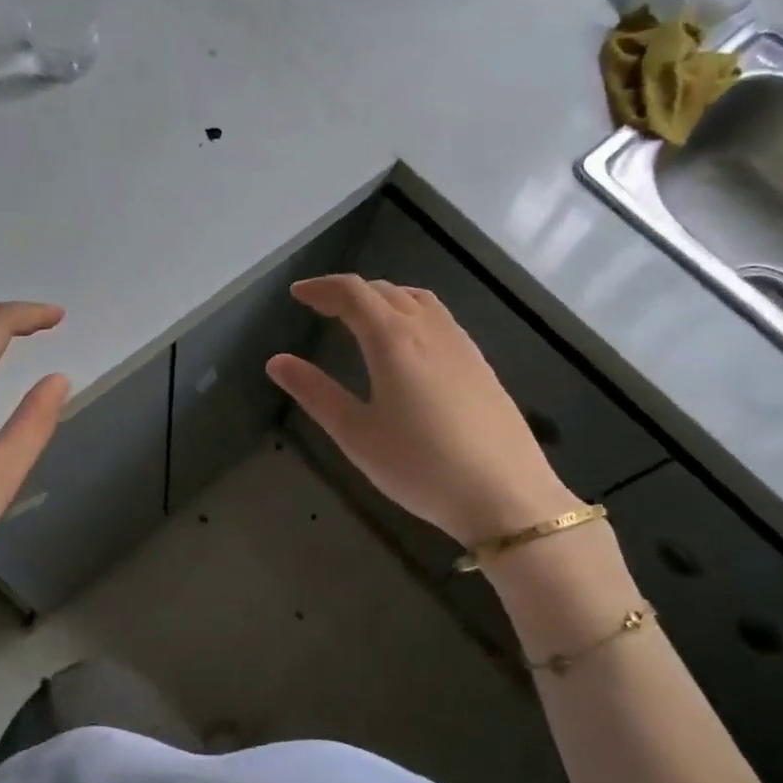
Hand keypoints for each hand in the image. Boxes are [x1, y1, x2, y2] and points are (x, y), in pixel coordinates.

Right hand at [266, 276, 578, 546]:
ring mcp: (461, 344)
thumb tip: (276, 362)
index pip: (352, 293)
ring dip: (384, 297)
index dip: (322, 288)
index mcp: (393, 340)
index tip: (298, 294)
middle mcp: (429, 330)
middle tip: (322, 307)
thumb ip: (316, 393)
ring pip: (417, 299)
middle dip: (349, 292)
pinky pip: (439, 318)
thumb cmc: (421, 467)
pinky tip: (410, 343)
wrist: (506, 495)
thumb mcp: (357, 435)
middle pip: (385, 291)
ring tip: (363, 317)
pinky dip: (411, 312)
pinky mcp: (480, 363)